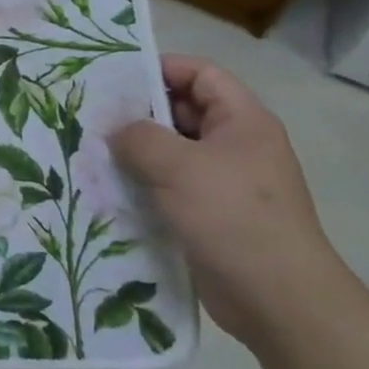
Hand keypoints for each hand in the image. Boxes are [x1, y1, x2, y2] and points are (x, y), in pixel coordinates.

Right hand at [111, 55, 354, 348]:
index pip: (201, 74)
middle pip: (182, 112)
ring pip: (172, 153)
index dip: (160, 69)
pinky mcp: (210, 215)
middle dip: (138, 114)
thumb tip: (116, 132)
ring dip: (135, 153)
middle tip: (91, 117)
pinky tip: (109, 190)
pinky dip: (143, 185)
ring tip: (91, 153)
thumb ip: (139, 137)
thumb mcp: (178, 166)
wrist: (277, 299)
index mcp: (242, 121)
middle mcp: (236, 145)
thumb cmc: (232, 217)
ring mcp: (224, 182)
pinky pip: (170, 187)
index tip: (114, 78)